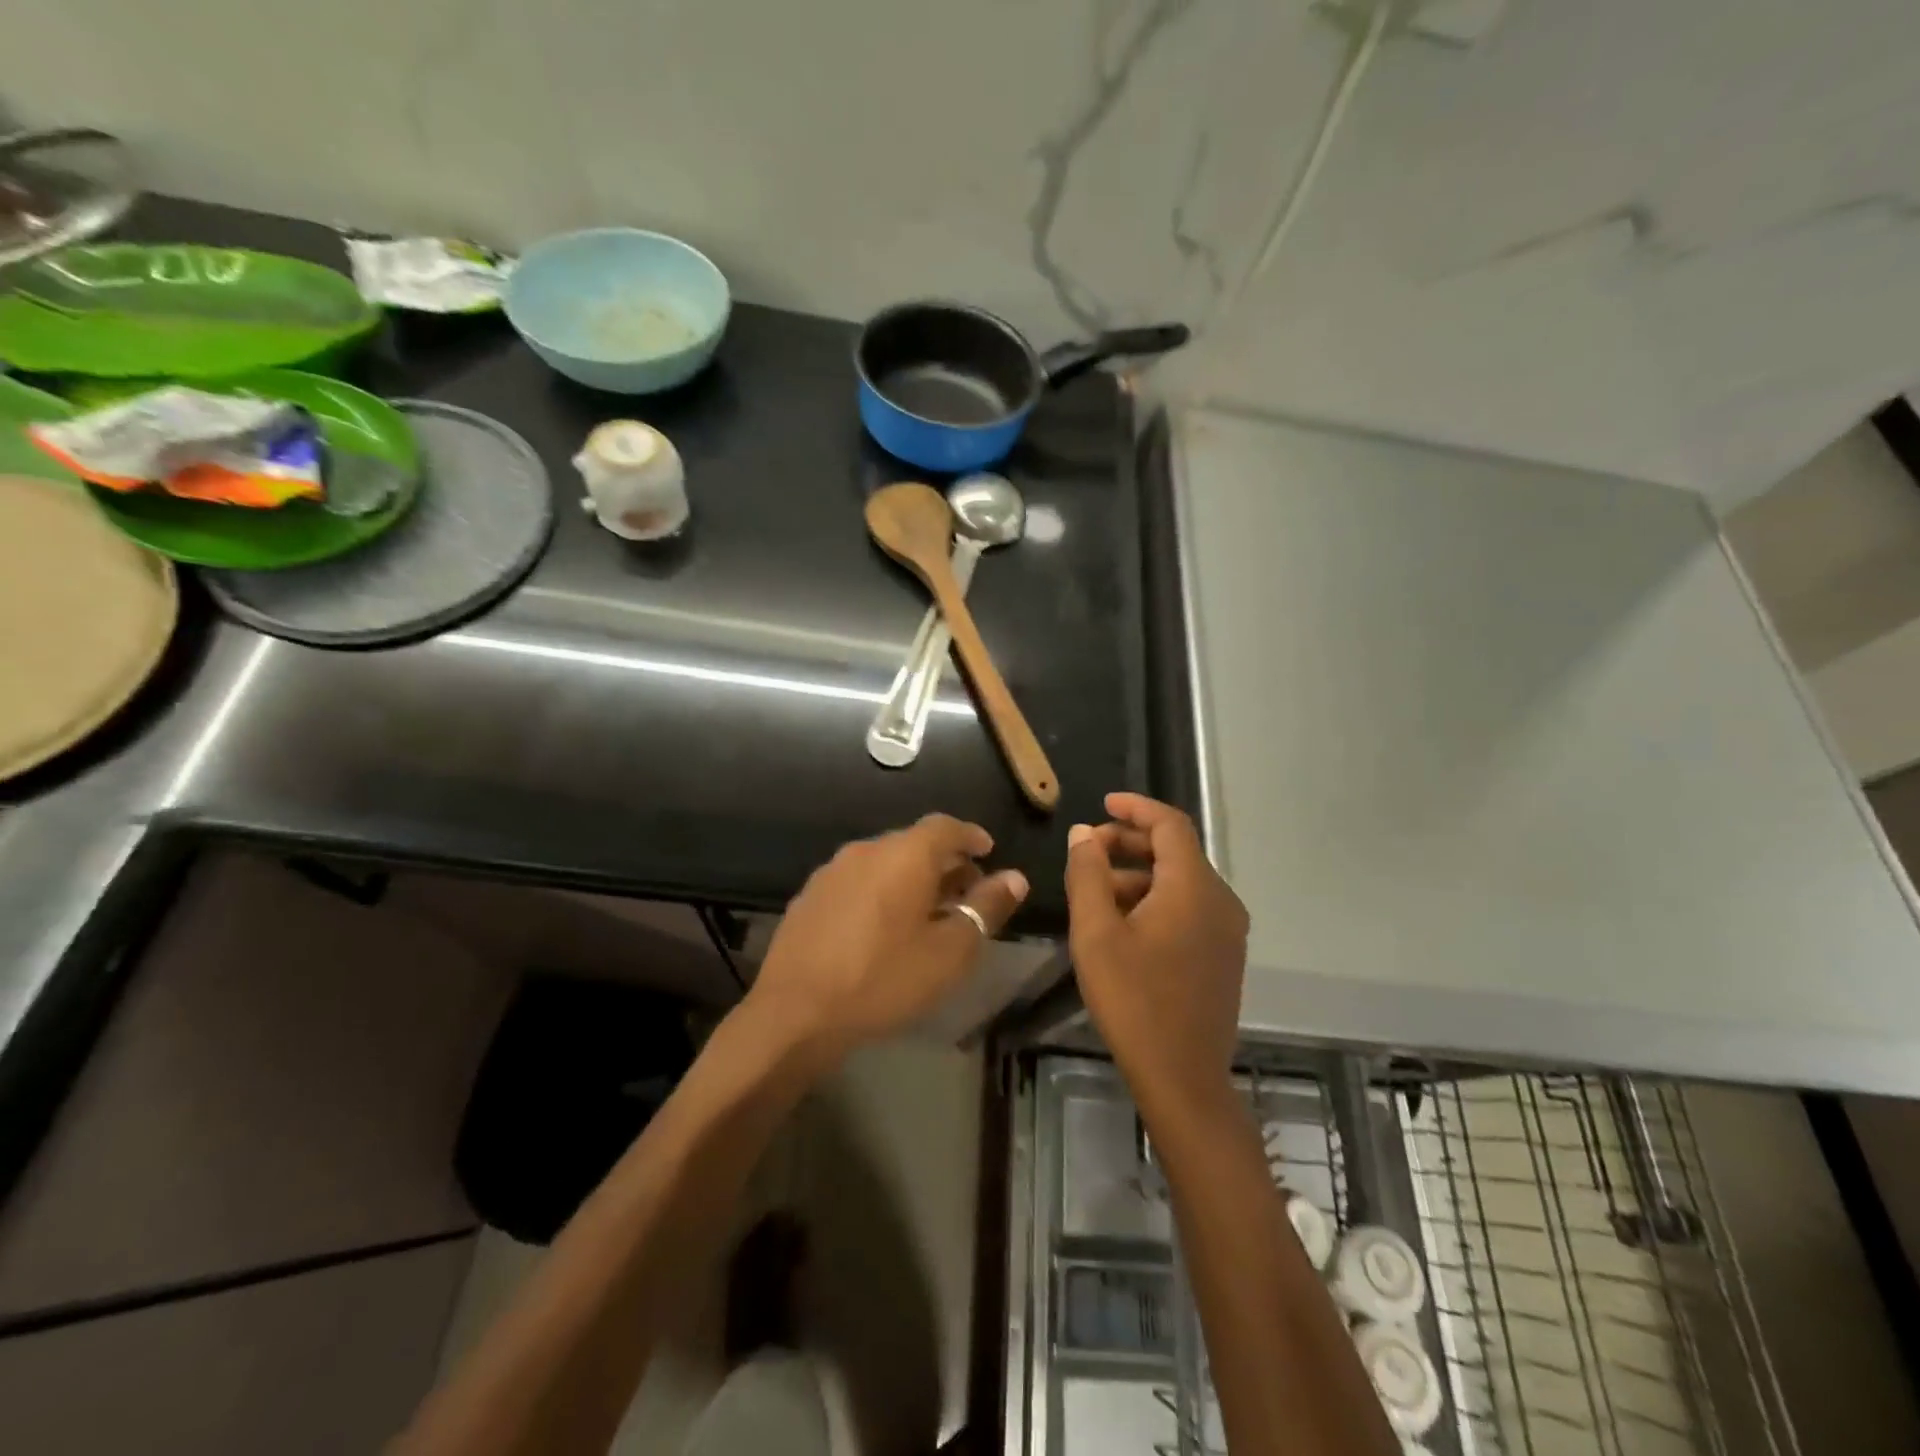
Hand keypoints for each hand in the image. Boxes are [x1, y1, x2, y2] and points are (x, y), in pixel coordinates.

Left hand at [749, 814, 1027, 1059]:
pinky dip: (880, 892)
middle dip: (944, 862)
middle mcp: (866, 850)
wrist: (796, 1012)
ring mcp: (832, 871)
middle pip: (913, 843)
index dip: (971, 836)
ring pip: (884, 862)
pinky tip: (883, 927)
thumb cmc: (884, 978)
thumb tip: (1015, 878)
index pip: (946, 826)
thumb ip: (986, 908)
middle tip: (965, 892)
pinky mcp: (810, 896)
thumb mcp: (949, 951)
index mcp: (904, 855)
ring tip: (927, 912)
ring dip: (911, 878)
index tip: (988, 851)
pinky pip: (858, 881)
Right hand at [1065, 793, 1248, 1114]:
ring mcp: (1228, 930)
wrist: (1183, 1078)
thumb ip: (1088, 874)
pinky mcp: (1224, 954)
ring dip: (1139, 875)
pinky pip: (1189, 907)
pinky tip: (1122, 923)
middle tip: (1088, 852)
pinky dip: (1156, 899)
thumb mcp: (1096, 933)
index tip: (1103, 803)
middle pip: (1176, 851)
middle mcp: (1220, 900)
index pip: (1170, 824)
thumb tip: (1084, 833)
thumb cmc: (1133, 1001)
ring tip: (1095, 891)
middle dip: (1130, 843)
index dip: (1135, 808)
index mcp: (1194, 888)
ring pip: (1181, 881)